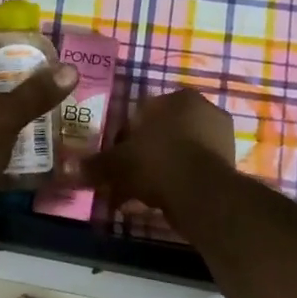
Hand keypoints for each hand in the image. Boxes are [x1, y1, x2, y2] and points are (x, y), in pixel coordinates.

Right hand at [82, 89, 236, 213]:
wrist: (203, 195)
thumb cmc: (158, 163)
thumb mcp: (118, 163)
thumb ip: (95, 164)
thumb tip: (66, 168)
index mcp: (177, 98)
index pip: (142, 112)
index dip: (124, 137)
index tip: (115, 158)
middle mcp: (203, 108)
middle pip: (162, 131)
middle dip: (144, 153)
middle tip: (127, 176)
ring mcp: (221, 135)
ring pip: (179, 150)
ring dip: (161, 168)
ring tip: (143, 194)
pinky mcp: (230, 162)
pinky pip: (195, 168)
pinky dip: (180, 180)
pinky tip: (165, 200)